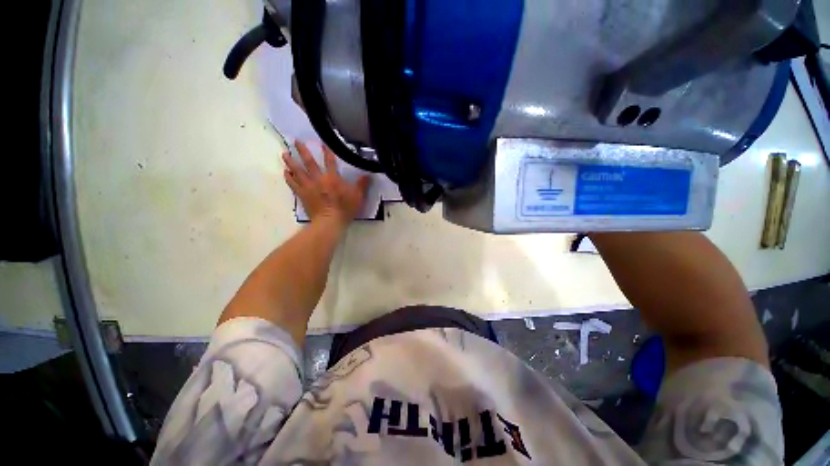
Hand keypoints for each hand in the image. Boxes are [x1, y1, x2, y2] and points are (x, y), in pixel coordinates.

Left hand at [283, 141, 370, 227]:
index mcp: (333, 178)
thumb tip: (368, 175)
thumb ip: (362, 185)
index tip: (322, 142)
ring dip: (291, 162)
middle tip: (296, 141)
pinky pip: (293, 184)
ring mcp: (308, 187)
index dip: (327, 151)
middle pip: (309, 163)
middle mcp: (319, 179)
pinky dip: (288, 178)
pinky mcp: (302, 195)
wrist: (329, 222)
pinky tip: (285, 172)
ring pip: (298, 171)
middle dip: (303, 151)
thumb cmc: (345, 209)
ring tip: (284, 154)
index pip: (330, 161)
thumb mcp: (358, 197)